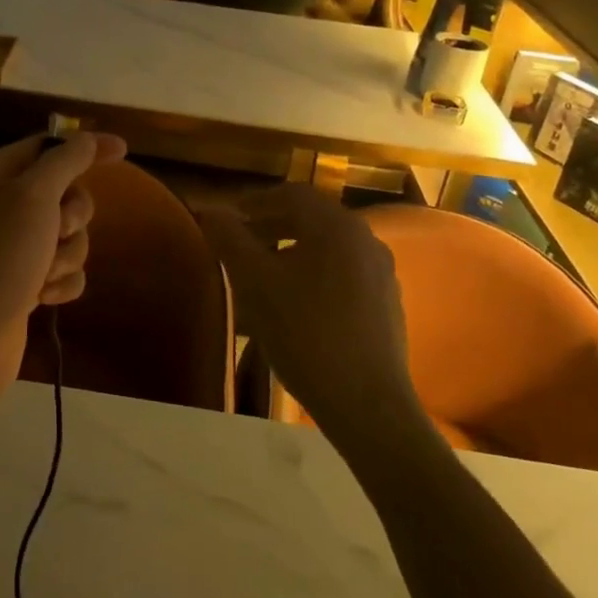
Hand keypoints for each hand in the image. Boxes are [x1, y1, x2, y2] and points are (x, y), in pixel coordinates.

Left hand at [0, 132, 127, 398]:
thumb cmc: (0, 257)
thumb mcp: (35, 195)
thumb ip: (66, 160)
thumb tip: (89, 138)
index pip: (47, 145)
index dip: (84, 147)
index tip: (123, 152)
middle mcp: (0, 204)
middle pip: (64, 192)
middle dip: (72, 215)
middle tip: (57, 230)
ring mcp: (11, 246)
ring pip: (67, 234)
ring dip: (67, 253)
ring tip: (44, 273)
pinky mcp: (22, 281)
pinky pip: (62, 269)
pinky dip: (61, 281)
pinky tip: (44, 297)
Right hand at [196, 186, 419, 445]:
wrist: (367, 404)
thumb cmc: (304, 333)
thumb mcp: (254, 282)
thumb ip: (230, 239)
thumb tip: (210, 209)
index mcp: (336, 225)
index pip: (291, 194)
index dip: (254, 202)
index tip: (228, 221)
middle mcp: (365, 238)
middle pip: (312, 218)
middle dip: (272, 225)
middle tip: (241, 246)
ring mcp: (381, 272)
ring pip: (328, 246)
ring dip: (292, 250)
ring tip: (264, 275)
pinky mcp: (387, 303)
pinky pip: (344, 272)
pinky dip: (314, 273)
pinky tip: (297, 304)